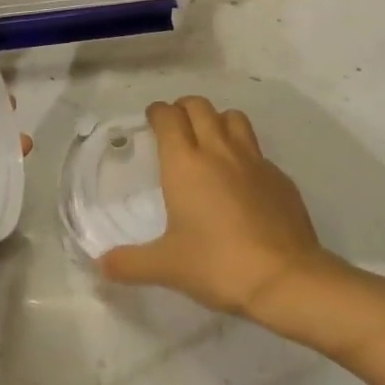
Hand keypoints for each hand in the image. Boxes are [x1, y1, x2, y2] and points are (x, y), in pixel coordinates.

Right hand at [98, 96, 328, 317]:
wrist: (285, 277)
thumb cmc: (218, 264)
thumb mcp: (167, 267)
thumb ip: (130, 263)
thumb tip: (100, 265)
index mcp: (185, 163)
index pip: (168, 117)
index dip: (158, 112)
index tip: (152, 119)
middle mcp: (217, 150)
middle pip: (199, 106)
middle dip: (184, 108)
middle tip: (176, 125)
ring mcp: (252, 159)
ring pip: (232, 117)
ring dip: (217, 119)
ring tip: (210, 139)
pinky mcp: (278, 175)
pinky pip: (256, 149)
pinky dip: (244, 151)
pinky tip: (242, 178)